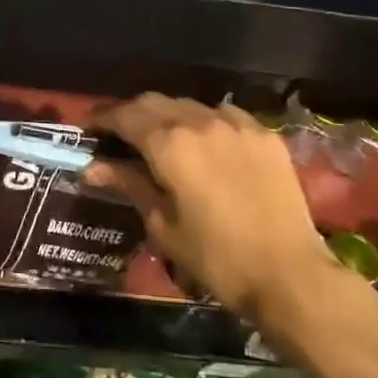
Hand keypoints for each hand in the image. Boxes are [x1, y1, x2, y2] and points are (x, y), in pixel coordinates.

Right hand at [87, 94, 326, 318]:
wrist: (290, 274)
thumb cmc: (216, 257)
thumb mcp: (163, 224)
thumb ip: (130, 185)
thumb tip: (94, 167)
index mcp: (169, 143)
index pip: (124, 116)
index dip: (101, 119)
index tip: (87, 128)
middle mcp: (200, 121)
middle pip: (153, 102)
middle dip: (130, 114)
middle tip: (117, 135)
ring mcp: (236, 124)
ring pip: (188, 105)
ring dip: (167, 116)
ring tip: (159, 138)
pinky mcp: (263, 134)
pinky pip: (223, 114)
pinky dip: (203, 121)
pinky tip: (203, 143)